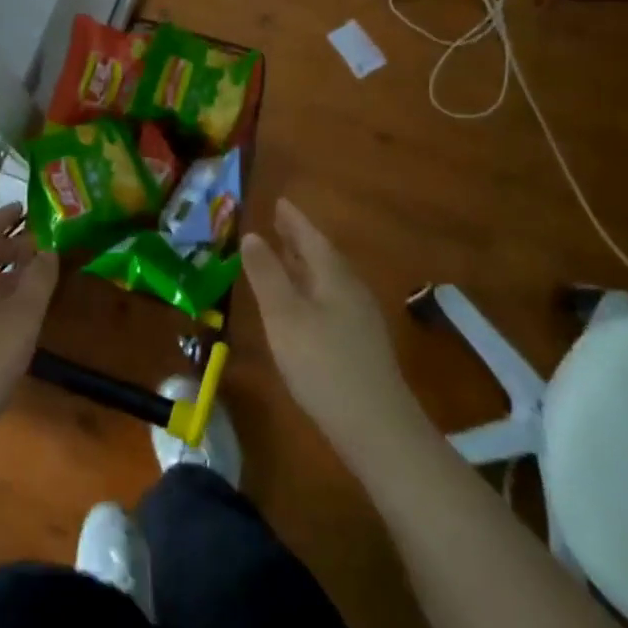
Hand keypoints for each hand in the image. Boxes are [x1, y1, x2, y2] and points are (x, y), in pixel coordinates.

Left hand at [0, 205, 59, 437]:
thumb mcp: (23, 314)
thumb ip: (39, 278)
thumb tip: (48, 249)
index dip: (6, 215)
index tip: (27, 206)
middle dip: (11, 242)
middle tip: (41, 241)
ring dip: (7, 270)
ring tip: (35, 274)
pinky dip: (0, 293)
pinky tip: (17, 313)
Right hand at [241, 197, 418, 467]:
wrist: (376, 426)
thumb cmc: (322, 363)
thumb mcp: (284, 315)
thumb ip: (266, 274)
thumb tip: (251, 235)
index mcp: (334, 276)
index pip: (311, 237)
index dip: (293, 220)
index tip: (279, 201)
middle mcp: (351, 289)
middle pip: (322, 255)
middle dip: (299, 238)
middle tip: (279, 222)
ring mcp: (360, 317)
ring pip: (328, 278)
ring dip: (305, 263)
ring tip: (286, 255)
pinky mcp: (360, 342)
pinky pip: (331, 297)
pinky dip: (312, 287)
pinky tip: (304, 302)